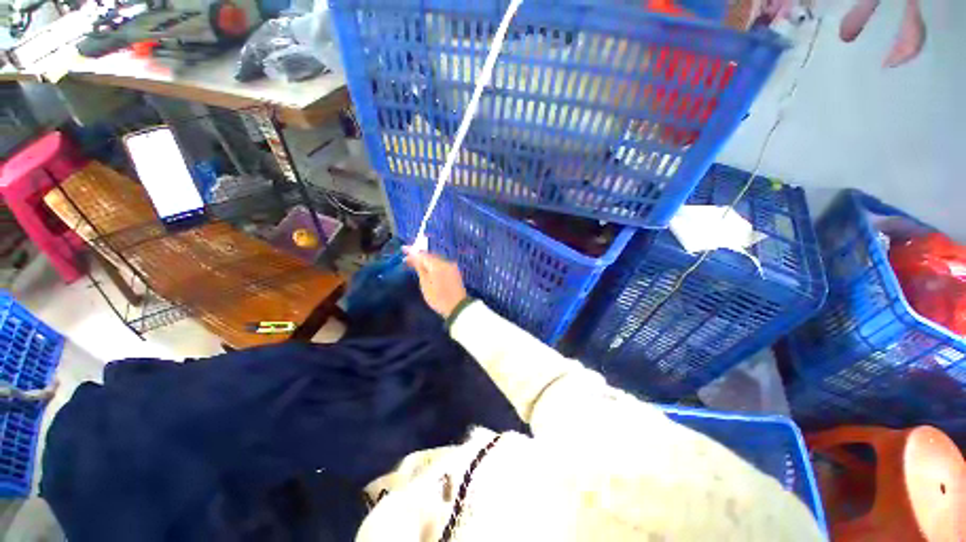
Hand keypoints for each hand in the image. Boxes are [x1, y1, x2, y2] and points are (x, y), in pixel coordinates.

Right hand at [404, 248, 467, 318]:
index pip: (422, 254)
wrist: (457, 307)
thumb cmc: (438, 298)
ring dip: (426, 260)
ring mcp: (451, 266)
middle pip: (430, 255)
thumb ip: (420, 268)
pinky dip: (433, 264)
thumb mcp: (425, 284)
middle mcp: (445, 262)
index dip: (412, 252)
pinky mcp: (454, 271)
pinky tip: (427, 268)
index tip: (403, 250)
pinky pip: (441, 263)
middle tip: (408, 258)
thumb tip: (414, 257)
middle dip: (419, 255)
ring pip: (436, 259)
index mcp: (437, 264)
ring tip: (416, 263)